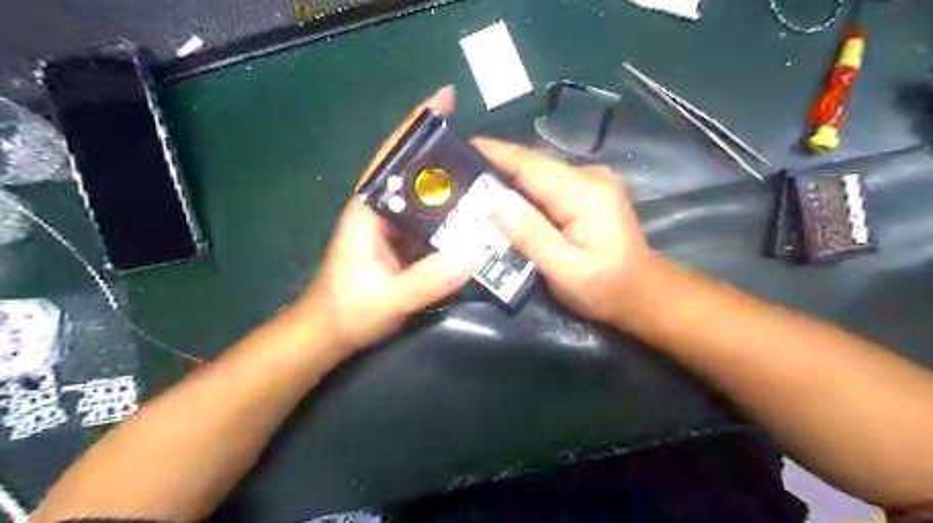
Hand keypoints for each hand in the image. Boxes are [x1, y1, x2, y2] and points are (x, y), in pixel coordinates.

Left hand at [302, 85, 473, 350]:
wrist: (330, 334)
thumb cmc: (348, 312)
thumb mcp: (388, 299)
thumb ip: (427, 280)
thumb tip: (474, 253)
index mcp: (368, 211)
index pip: (391, 159)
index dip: (415, 127)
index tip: (445, 100)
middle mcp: (381, 211)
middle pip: (414, 172)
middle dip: (445, 152)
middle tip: (484, 144)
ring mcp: (394, 228)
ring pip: (426, 197)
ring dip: (453, 184)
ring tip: (489, 175)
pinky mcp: (404, 244)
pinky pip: (432, 222)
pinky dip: (453, 214)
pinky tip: (476, 215)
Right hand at [474, 140, 654, 324]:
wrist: (643, 292)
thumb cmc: (604, 288)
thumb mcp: (564, 270)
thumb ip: (530, 234)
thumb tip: (492, 201)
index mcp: (585, 193)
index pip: (531, 165)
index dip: (496, 153)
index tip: (463, 145)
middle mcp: (591, 177)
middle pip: (534, 166)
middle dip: (496, 167)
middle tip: (459, 173)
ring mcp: (593, 182)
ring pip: (540, 174)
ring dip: (508, 179)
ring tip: (474, 184)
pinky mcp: (590, 192)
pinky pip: (549, 184)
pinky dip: (525, 190)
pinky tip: (505, 198)